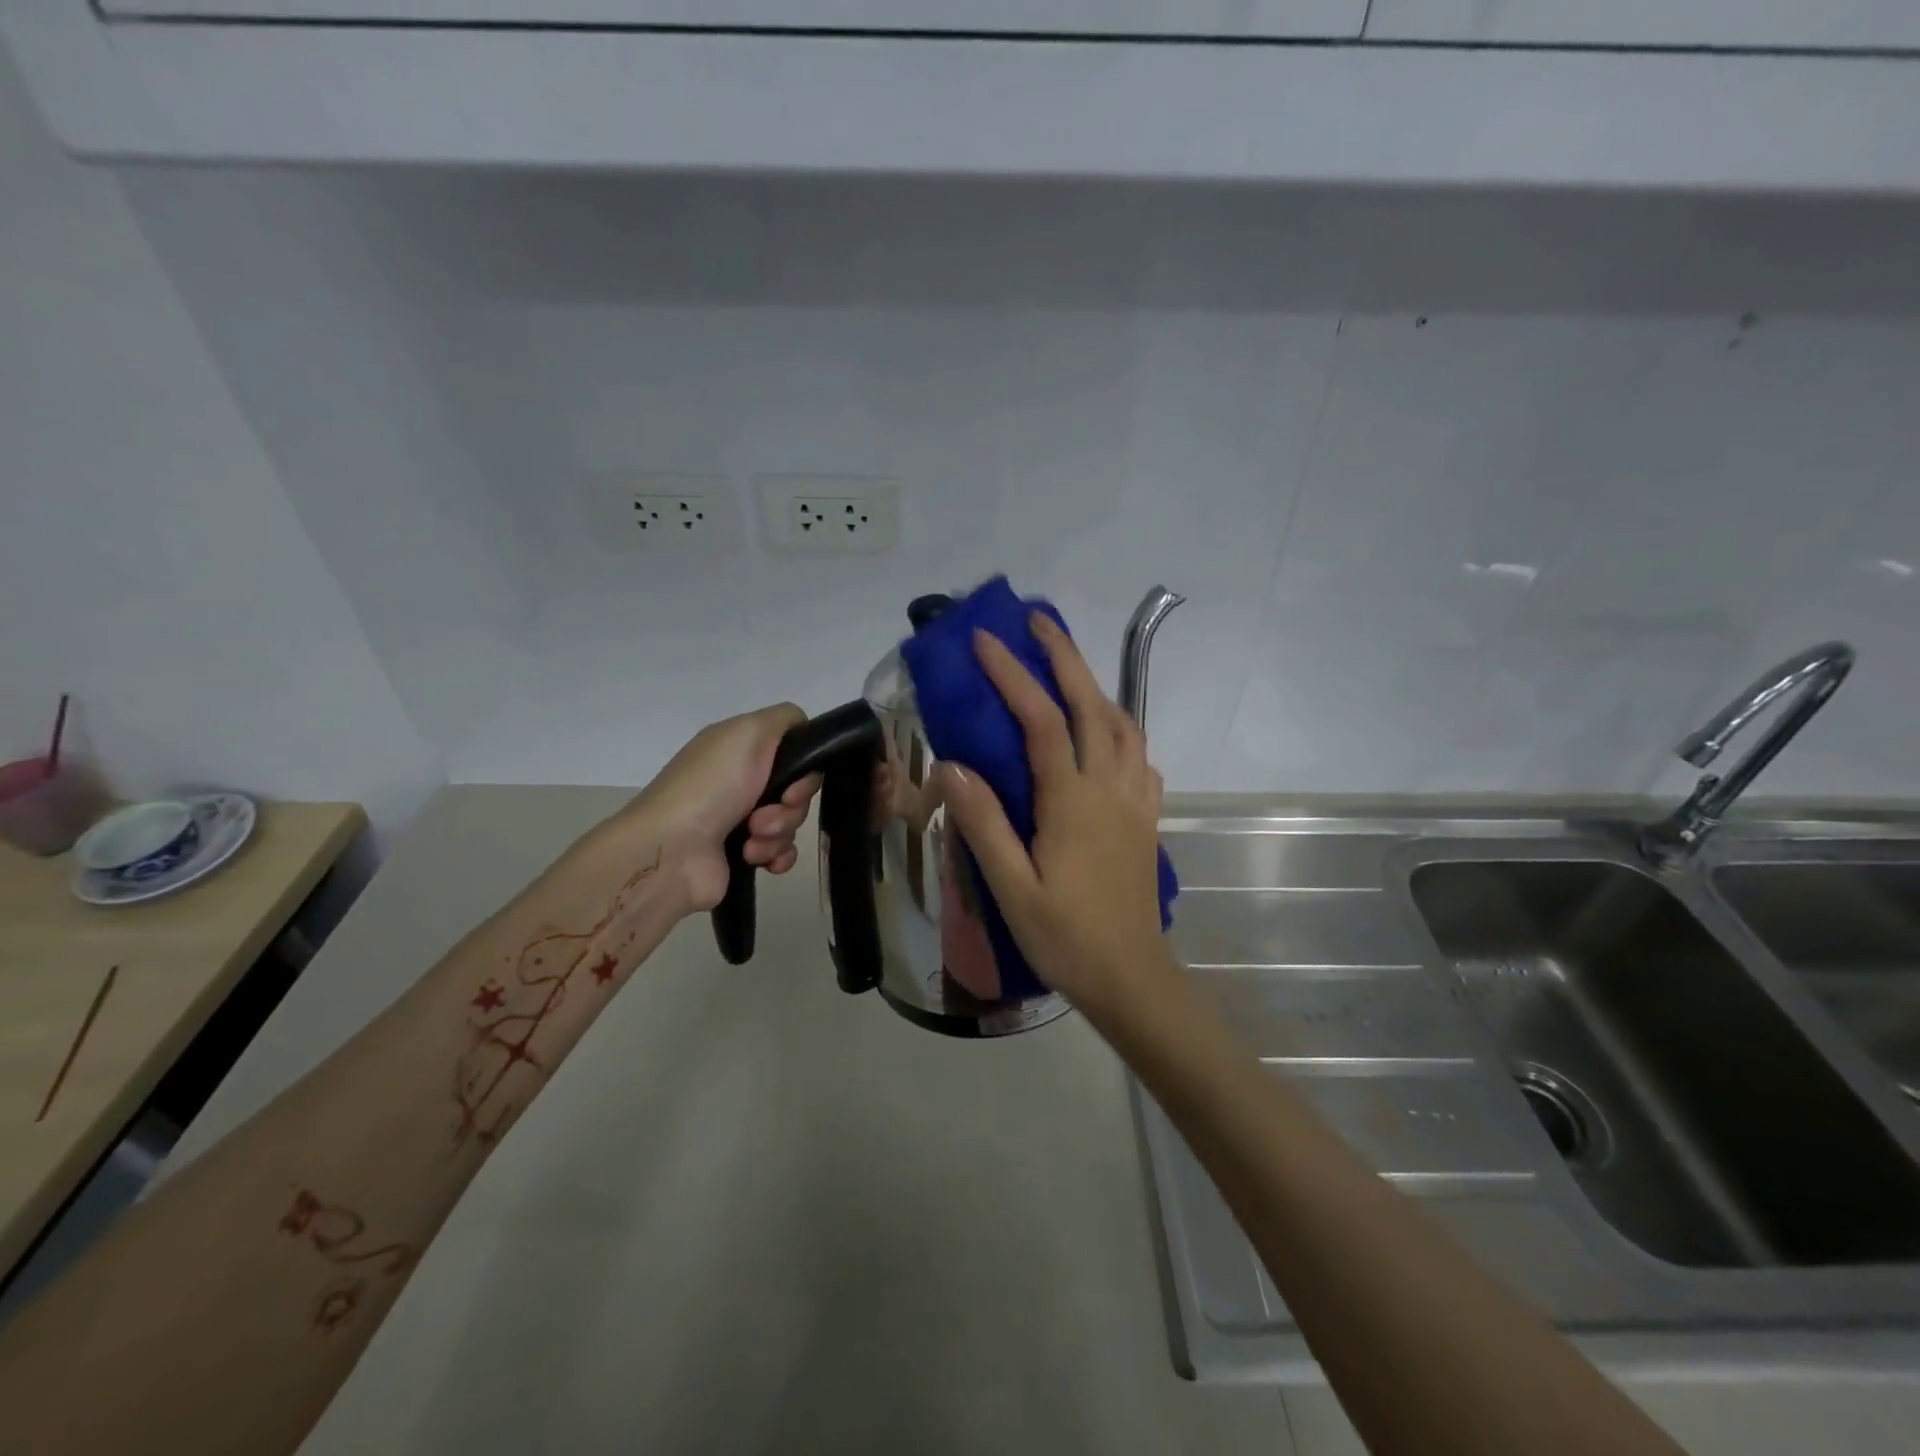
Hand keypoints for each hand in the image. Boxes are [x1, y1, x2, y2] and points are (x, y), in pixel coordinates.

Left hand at [613, 704, 822, 913]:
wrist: (672, 851)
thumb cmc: (712, 787)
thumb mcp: (749, 732)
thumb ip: (786, 719)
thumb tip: (804, 729)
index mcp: (740, 750)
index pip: (794, 750)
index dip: (803, 768)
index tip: (793, 783)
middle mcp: (741, 781)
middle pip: (797, 789)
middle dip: (791, 805)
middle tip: (764, 815)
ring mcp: (741, 819)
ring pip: (792, 822)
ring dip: (780, 832)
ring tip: (752, 839)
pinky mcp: (743, 853)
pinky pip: (783, 851)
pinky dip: (778, 855)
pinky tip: (761, 860)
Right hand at [937, 613, 1174, 1027]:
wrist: (1130, 976)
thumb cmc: (1065, 935)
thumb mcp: (1011, 886)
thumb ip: (984, 823)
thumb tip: (952, 766)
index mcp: (1073, 801)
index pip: (1042, 721)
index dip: (1013, 676)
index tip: (985, 642)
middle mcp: (1110, 787)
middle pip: (1092, 705)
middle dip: (1064, 657)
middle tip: (1038, 622)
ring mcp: (1136, 800)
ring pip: (1124, 724)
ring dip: (1096, 687)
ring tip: (1069, 670)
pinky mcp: (1147, 817)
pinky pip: (1141, 756)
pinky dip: (1122, 728)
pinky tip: (1106, 734)